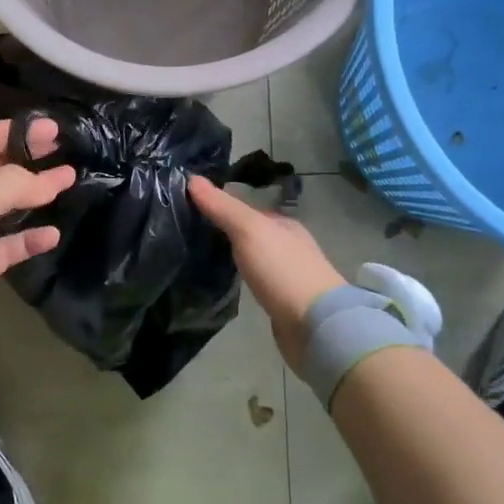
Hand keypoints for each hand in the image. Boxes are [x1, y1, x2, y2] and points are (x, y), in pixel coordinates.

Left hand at [0, 119, 75, 358]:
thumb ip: (4, 186)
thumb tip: (47, 183)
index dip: (15, 130)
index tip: (53, 129)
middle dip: (29, 155)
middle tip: (65, 147)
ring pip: (10, 204)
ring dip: (37, 192)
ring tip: (69, 180)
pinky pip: (14, 244)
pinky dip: (33, 237)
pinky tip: (53, 234)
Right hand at [188, 175, 346, 369]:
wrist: (315, 325)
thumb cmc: (283, 270)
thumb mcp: (249, 230)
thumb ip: (222, 207)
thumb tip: (192, 178)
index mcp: (283, 224)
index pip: (245, 209)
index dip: (219, 207)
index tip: (188, 209)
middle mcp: (287, 246)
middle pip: (250, 233)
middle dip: (224, 233)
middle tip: (187, 235)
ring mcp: (286, 275)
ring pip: (252, 258)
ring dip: (232, 257)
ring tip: (199, 258)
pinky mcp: (282, 302)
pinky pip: (255, 283)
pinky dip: (241, 279)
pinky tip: (224, 283)